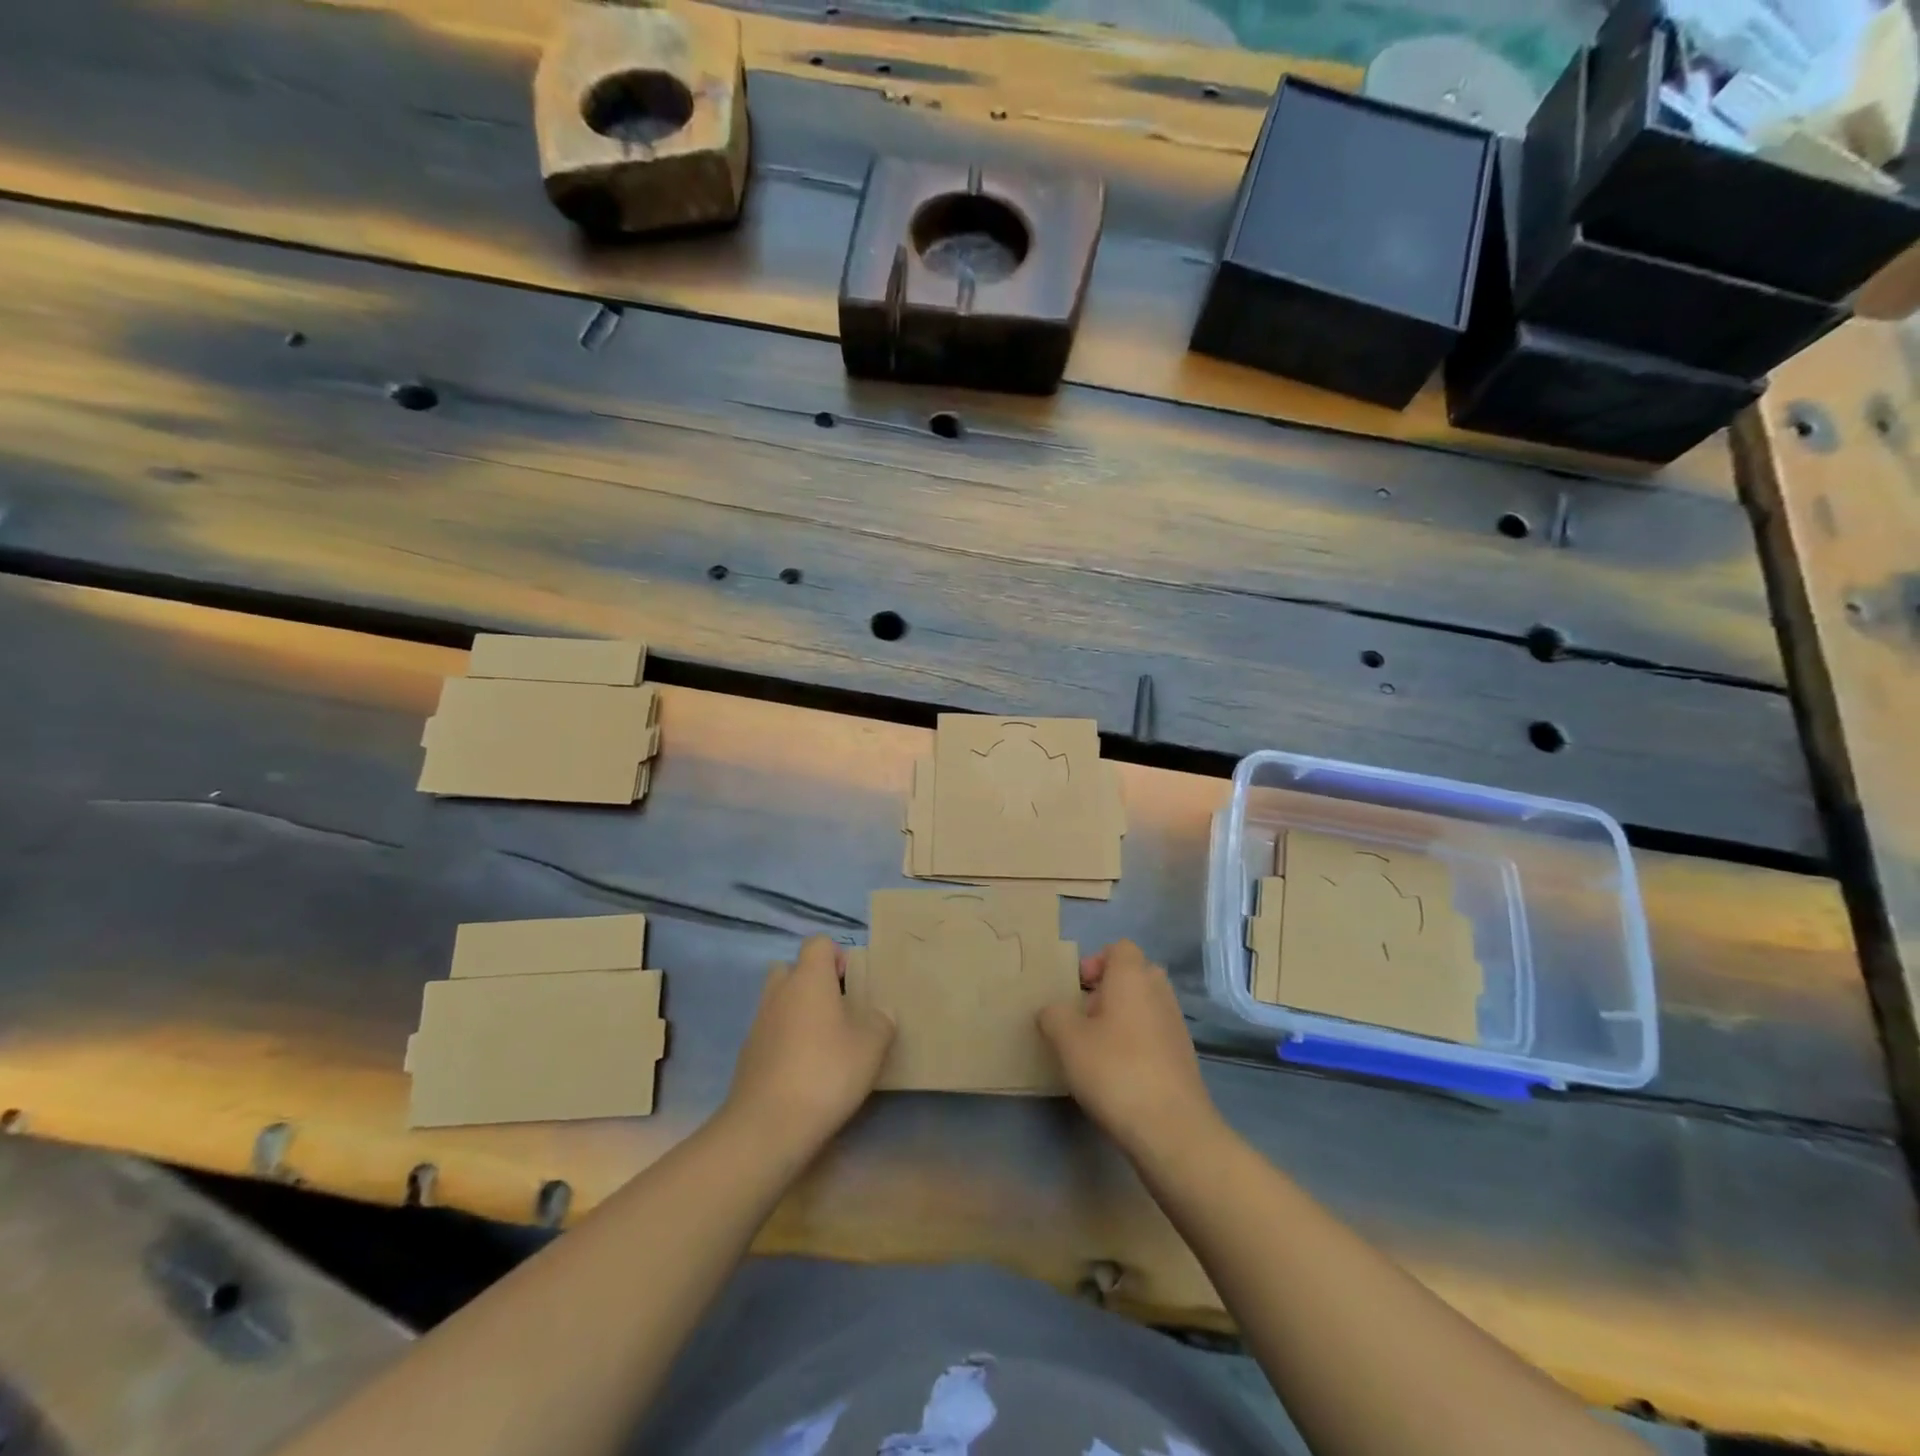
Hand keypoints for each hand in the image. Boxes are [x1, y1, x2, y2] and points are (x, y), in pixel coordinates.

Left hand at [721, 935, 893, 1161]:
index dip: (837, 955)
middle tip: (839, 1008)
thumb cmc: (826, 1072)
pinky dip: (786, 1040)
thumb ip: (881, 1021)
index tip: (853, 982)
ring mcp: (759, 1023)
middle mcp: (780, 991)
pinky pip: (771, 1032)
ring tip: (825, 1042)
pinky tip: (805, 1070)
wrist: (767, 1125)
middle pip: (793, 969)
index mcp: (809, 978)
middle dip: (814, 982)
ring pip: (780, 1001)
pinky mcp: (748, 1054)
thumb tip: (880, 1013)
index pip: (818, 943)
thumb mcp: (872, 1046)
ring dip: (799, 1012)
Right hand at [1038, 941, 1218, 1161]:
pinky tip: (1118, 1073)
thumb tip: (1052, 1011)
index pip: (1119, 948)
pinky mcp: (1183, 1056)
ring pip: (1144, 1005)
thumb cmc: (1115, 1070)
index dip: (1095, 962)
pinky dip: (1136, 1042)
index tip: (1076, 990)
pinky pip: (1154, 1033)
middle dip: (1107, 990)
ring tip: (1097, 1048)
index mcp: (1133, 976)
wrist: (1172, 1128)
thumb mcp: (1067, 1040)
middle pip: (1133, 974)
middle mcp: (1159, 992)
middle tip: (1083, 1016)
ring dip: (1121, 1017)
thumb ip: (1053, 1015)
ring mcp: (1175, 1025)